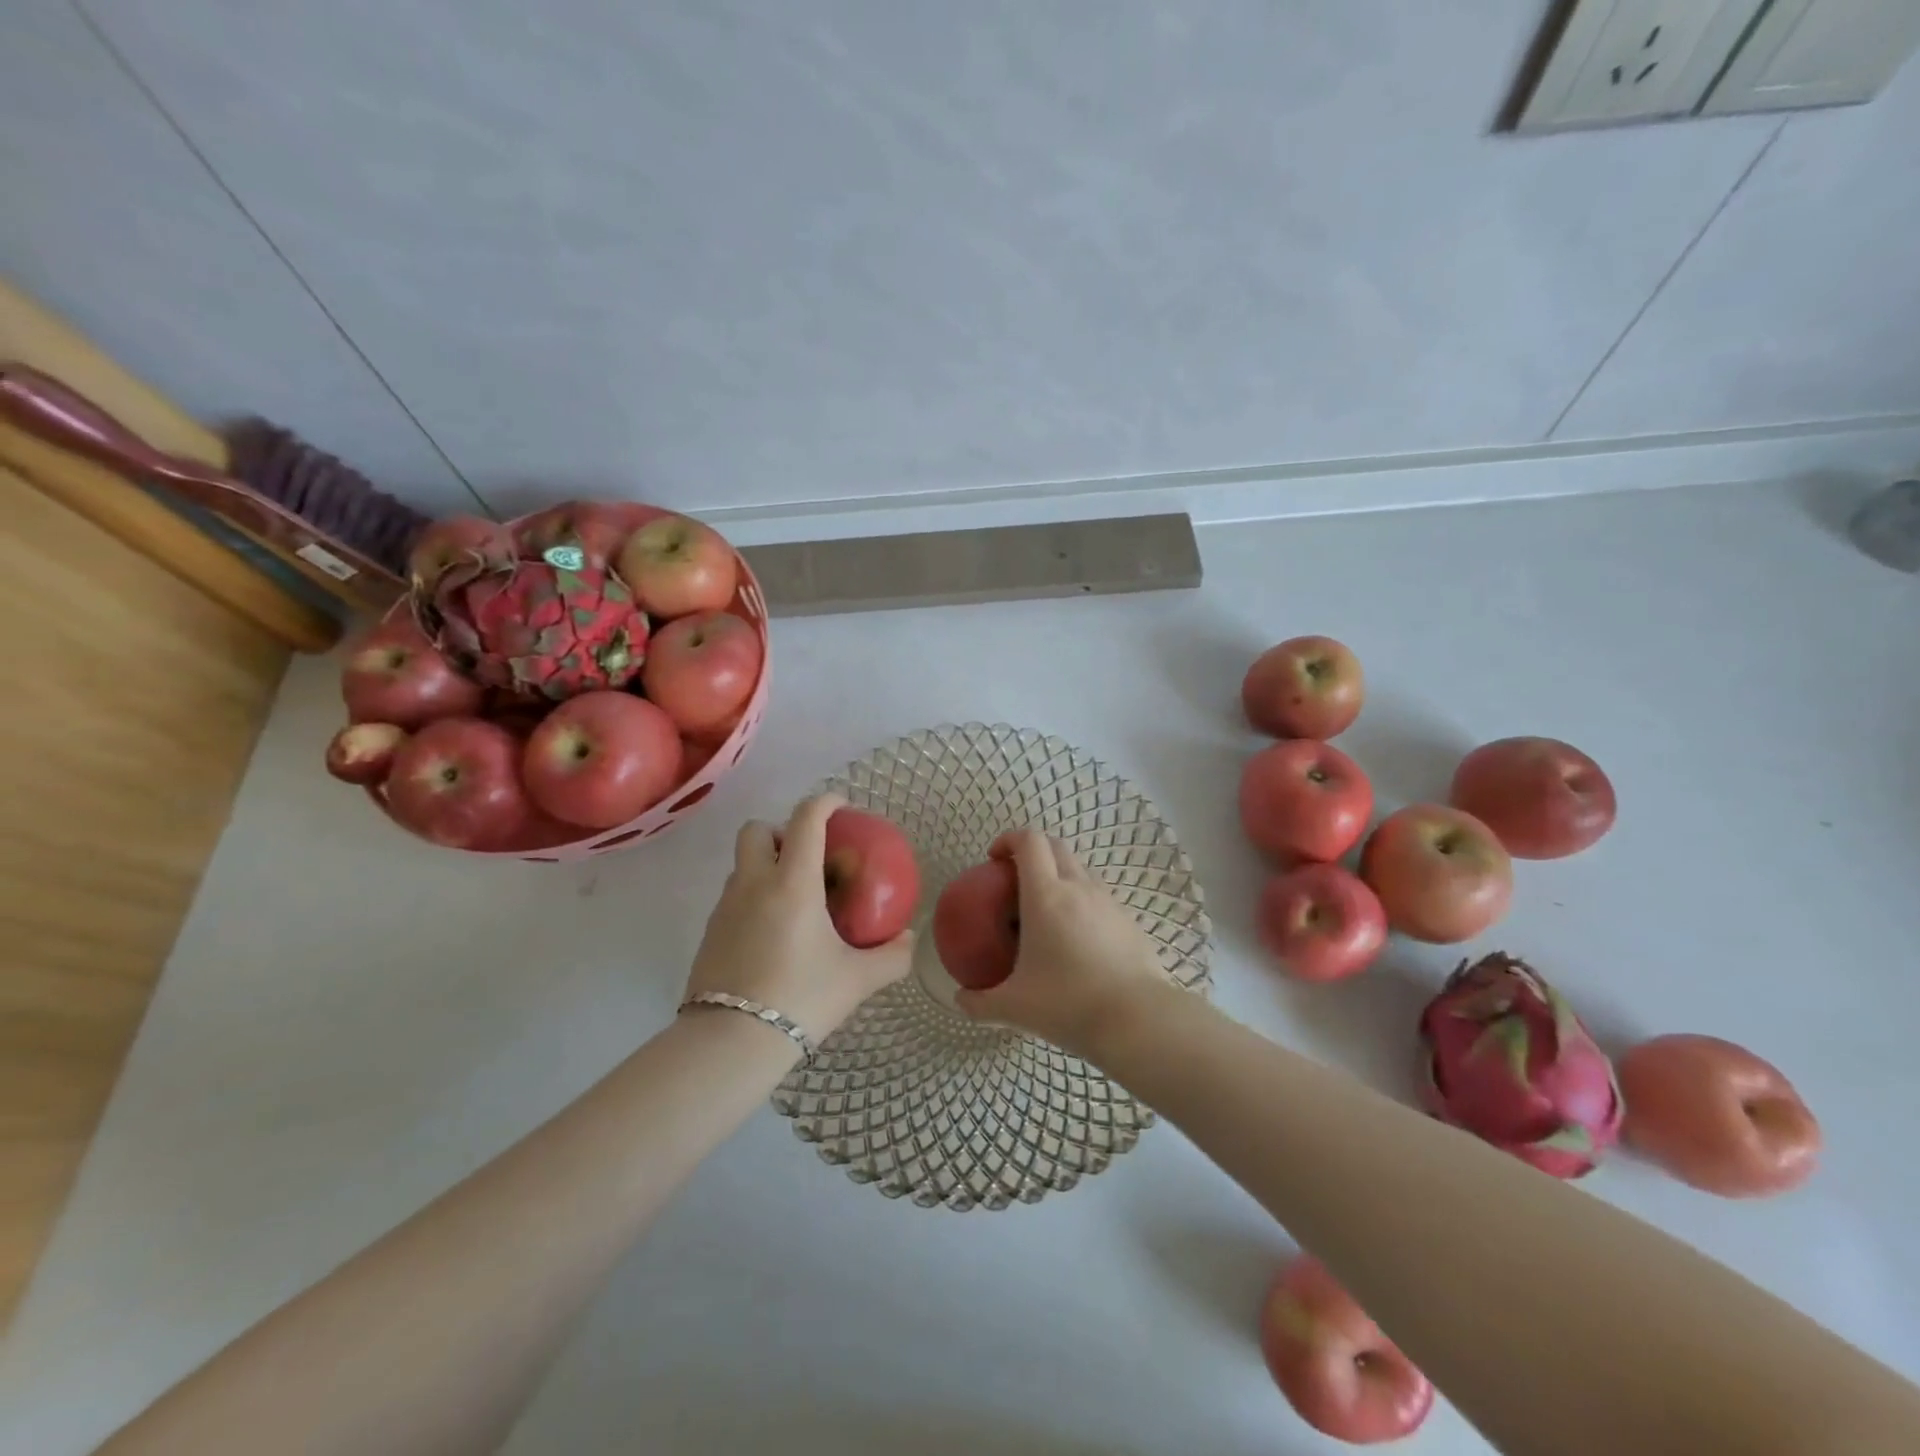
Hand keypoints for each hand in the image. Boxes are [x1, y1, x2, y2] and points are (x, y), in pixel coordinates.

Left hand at [685, 794, 911, 1043]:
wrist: (731, 1043)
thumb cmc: (801, 999)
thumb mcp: (858, 980)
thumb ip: (892, 956)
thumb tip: (909, 940)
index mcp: (792, 882)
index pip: (806, 819)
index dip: (825, 802)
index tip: (842, 807)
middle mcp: (754, 883)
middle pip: (757, 830)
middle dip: (782, 831)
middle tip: (808, 858)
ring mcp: (725, 907)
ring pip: (742, 864)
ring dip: (766, 866)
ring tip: (794, 900)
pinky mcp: (709, 933)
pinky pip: (732, 897)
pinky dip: (753, 898)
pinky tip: (773, 935)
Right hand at [953, 829, 1170, 1058]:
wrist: (1138, 1021)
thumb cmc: (1068, 1004)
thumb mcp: (1014, 1007)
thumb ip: (980, 1002)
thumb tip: (961, 1000)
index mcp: (1046, 895)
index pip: (1029, 841)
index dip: (1009, 839)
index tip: (994, 859)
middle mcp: (1079, 887)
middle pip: (1055, 846)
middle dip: (1032, 852)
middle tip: (1014, 881)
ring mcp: (1108, 901)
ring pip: (1080, 869)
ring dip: (1058, 875)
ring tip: (1044, 911)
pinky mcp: (1128, 920)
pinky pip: (1099, 896)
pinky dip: (1081, 901)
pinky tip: (1075, 939)